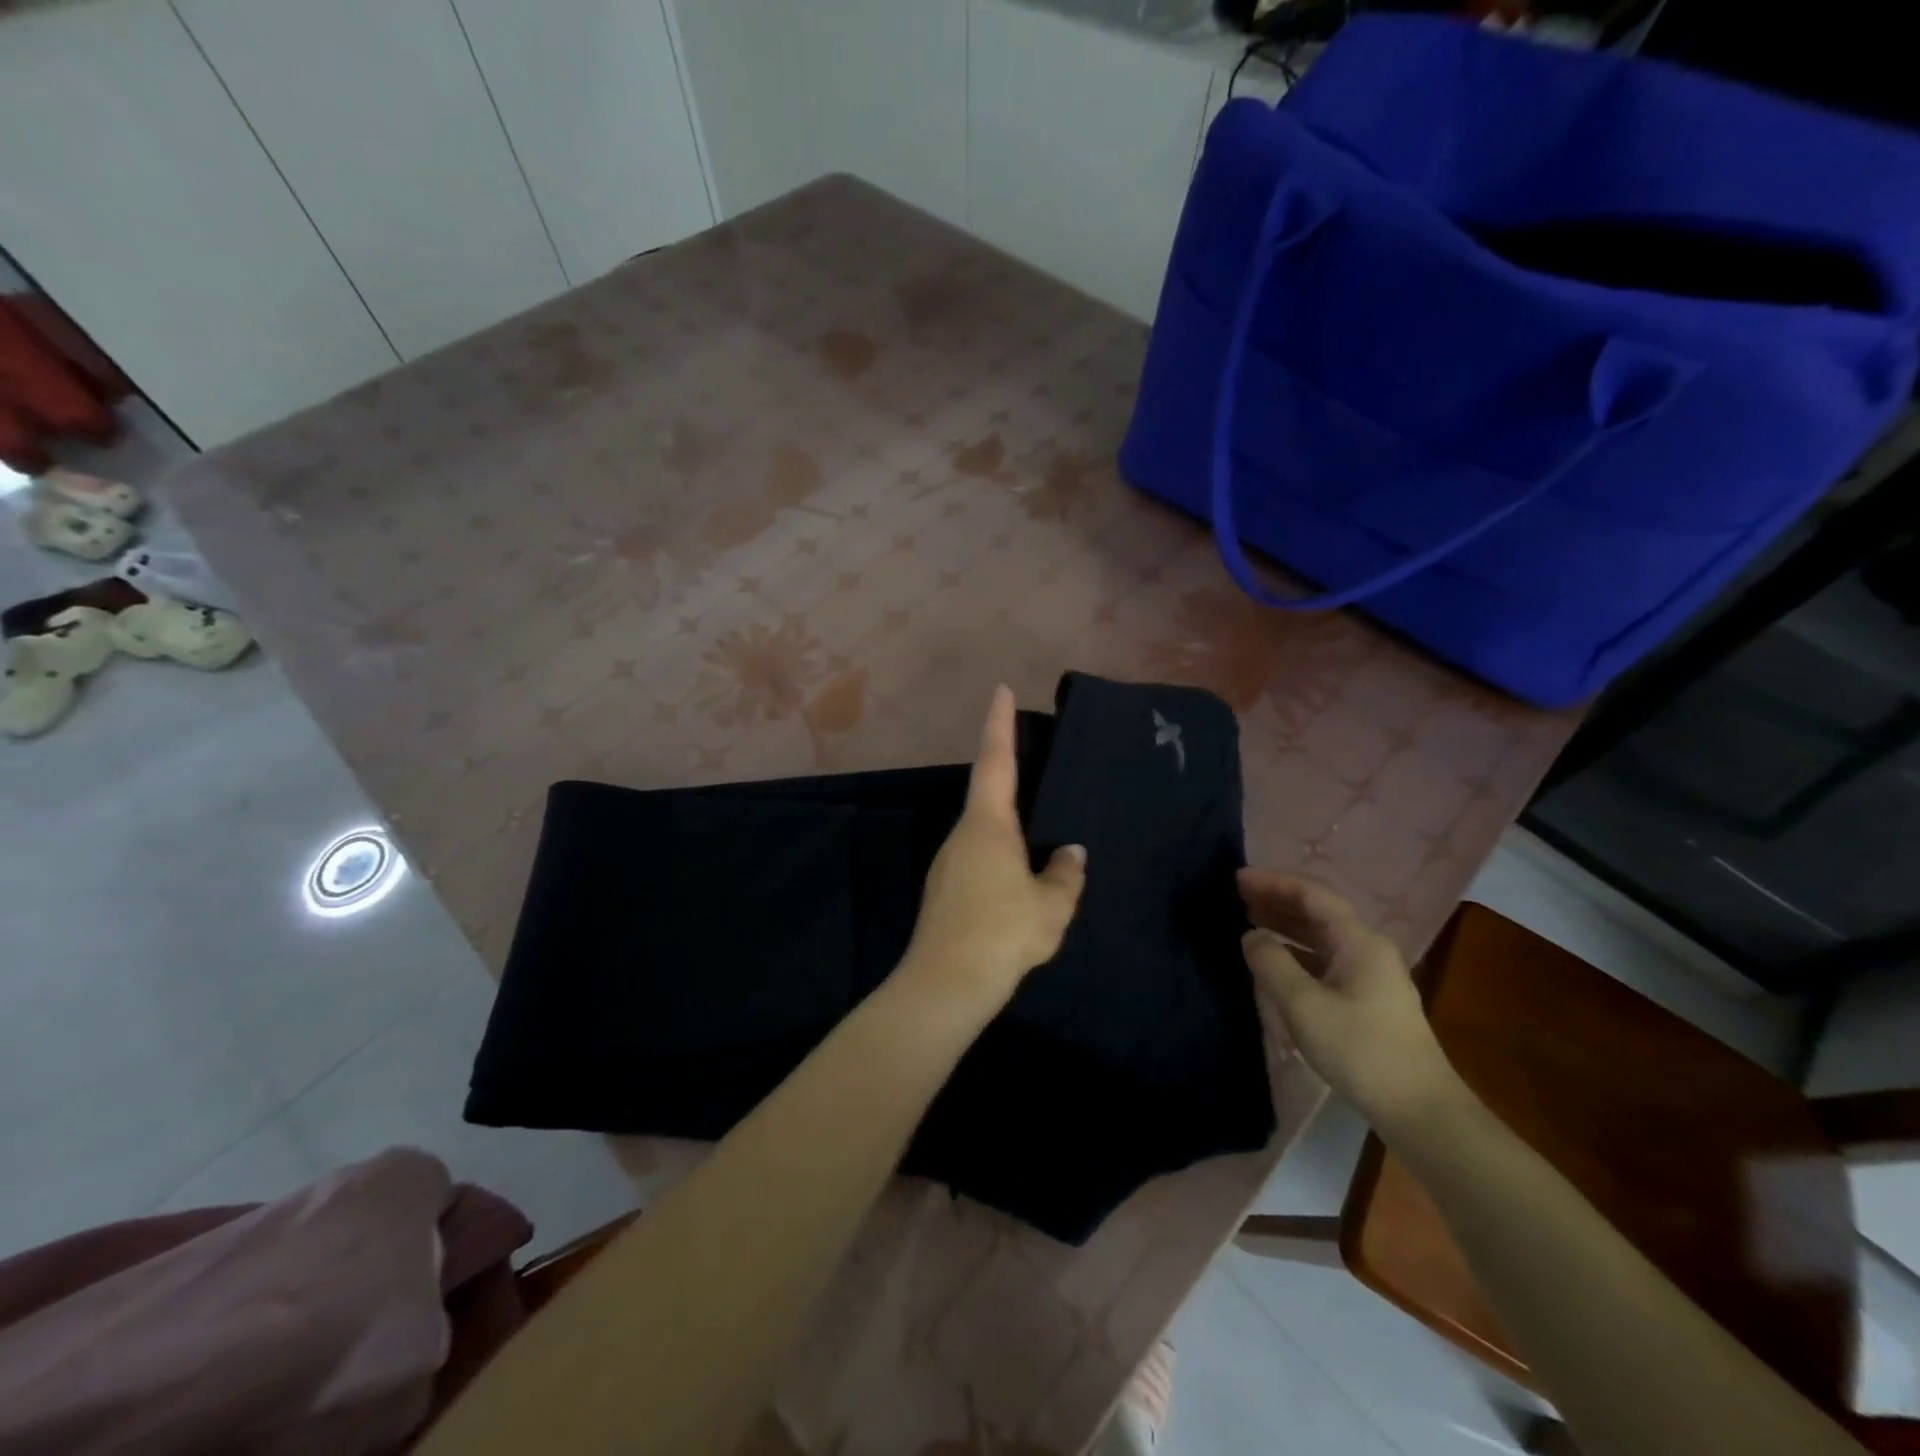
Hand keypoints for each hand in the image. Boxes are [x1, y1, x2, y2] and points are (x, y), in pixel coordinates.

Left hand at [901, 685, 1086, 1005]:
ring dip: (1006, 824)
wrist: (945, 983)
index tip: (1001, 690)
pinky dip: (998, 853)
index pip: (996, 761)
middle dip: (1007, 774)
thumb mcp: (1051, 905)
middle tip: (1034, 762)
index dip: (999, 724)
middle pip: (987, 794)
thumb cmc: (1002, 932)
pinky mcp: (944, 890)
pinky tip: (1016, 878)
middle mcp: (962, 834)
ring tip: (1038, 833)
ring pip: (983, 830)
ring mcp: (948, 862)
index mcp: (988, 825)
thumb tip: (1071, 854)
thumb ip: (1065, 874)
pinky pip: (977, 857)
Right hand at [1238, 870, 1460, 1132]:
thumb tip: (1252, 936)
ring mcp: (1371, 975)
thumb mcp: (1304, 1005)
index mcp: (1358, 941)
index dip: (1273, 883)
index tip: (1237, 879)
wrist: (1419, 1110)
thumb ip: (1272, 963)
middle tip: (1237, 897)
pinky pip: (1325, 960)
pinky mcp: (1367, 1000)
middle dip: (1278, 900)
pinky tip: (1275, 962)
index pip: (1313, 895)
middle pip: (1318, 912)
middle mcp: (1368, 949)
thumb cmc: (1360, 1050)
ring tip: (1249, 921)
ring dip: (1286, 926)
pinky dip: (1296, 952)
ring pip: (1321, 937)